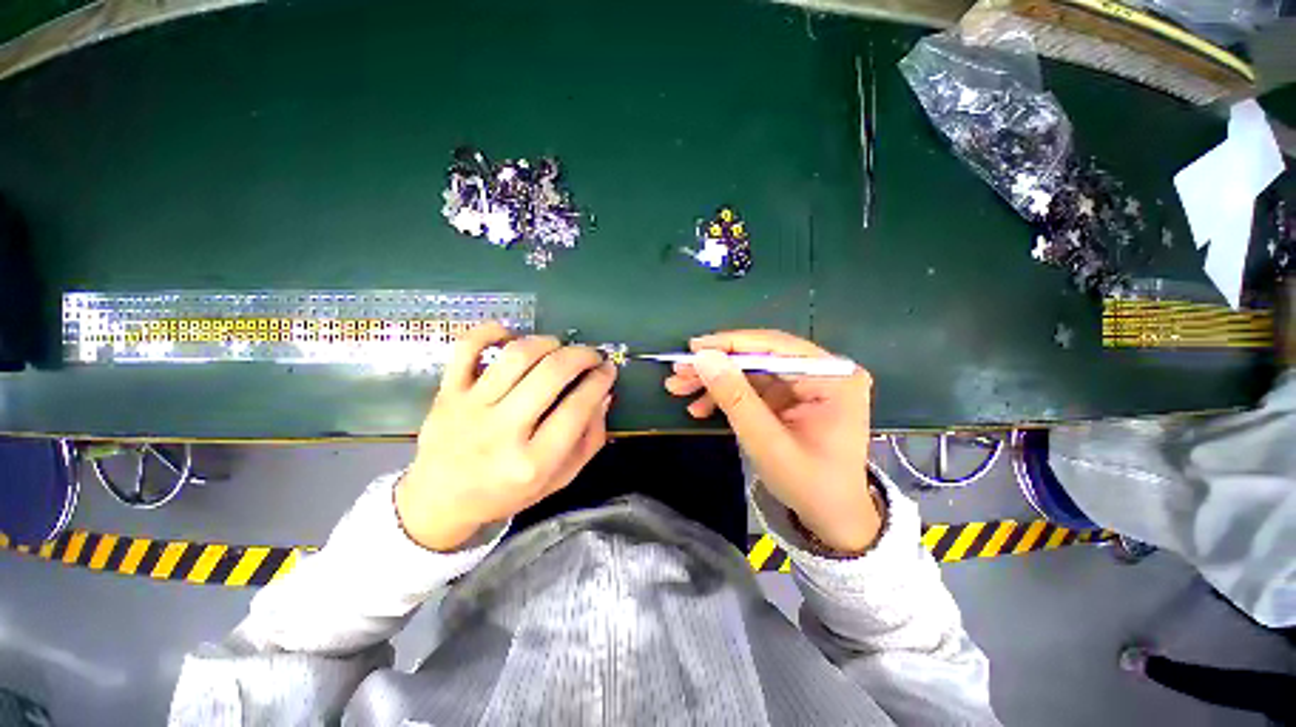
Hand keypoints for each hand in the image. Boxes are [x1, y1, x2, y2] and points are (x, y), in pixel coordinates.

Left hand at [396, 322, 616, 550]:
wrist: (441, 500)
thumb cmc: (506, 493)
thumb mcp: (559, 479)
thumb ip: (589, 440)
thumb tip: (604, 395)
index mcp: (533, 462)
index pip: (578, 408)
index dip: (600, 381)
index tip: (609, 369)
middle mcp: (502, 431)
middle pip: (552, 373)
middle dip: (582, 355)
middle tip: (592, 355)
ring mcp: (470, 408)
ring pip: (517, 355)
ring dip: (547, 342)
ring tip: (559, 347)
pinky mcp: (447, 392)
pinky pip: (467, 347)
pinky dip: (491, 331)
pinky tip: (511, 335)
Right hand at [664, 330, 878, 552]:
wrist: (831, 518)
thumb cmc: (808, 484)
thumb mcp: (766, 442)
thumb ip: (735, 397)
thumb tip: (704, 357)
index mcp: (833, 378)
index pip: (775, 347)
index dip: (730, 345)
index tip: (692, 348)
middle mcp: (823, 372)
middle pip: (760, 357)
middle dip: (716, 366)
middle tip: (678, 372)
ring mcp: (806, 385)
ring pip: (751, 371)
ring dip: (715, 381)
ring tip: (679, 389)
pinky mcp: (792, 397)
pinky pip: (753, 388)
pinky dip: (726, 395)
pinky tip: (701, 407)